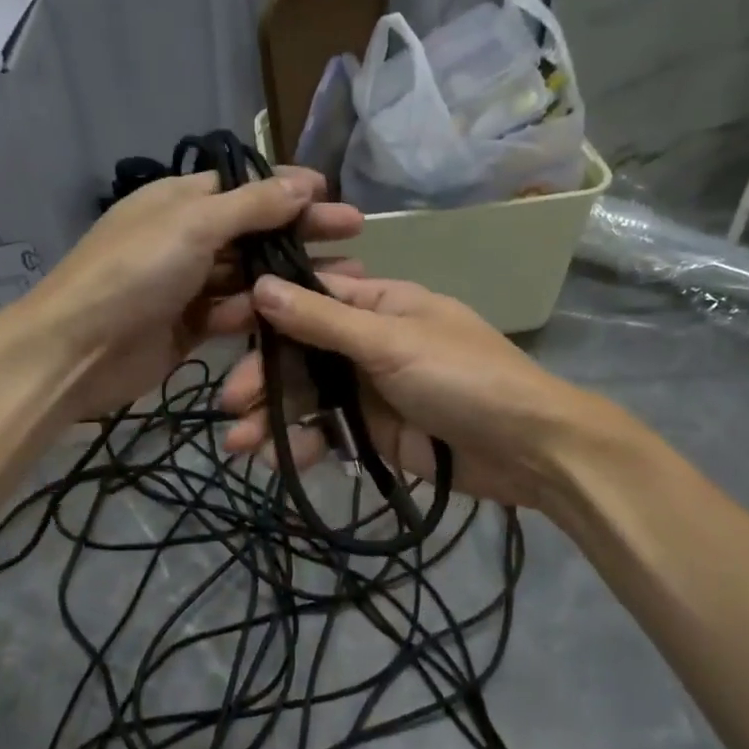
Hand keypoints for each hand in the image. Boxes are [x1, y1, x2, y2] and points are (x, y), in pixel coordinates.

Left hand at [13, 168, 362, 420]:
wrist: (76, 351)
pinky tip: (301, 312)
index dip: (288, 187)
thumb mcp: (192, 225)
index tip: (332, 193)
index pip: (245, 184)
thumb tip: (302, 184)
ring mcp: (189, 284)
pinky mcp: (192, 326)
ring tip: (346, 278)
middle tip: (355, 233)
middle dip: (302, 230)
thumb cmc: (133, 273)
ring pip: (251, 274)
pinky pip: (236, 312)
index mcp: (180, 199)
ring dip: (293, 274)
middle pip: (255, 229)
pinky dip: (263, 311)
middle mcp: (187, 236)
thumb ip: (251, 206)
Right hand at [219, 273, 606, 508]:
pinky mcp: (374, 434)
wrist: (529, 450)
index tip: (219, 326)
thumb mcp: (392, 343)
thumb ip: (324, 321)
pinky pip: (327, 434)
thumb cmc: (465, 378)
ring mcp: (369, 391)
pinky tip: (275, 462)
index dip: (263, 310)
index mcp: (378, 305)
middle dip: (263, 377)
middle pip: (300, 354)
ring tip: (238, 445)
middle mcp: (368, 343)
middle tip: (230, 404)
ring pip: (308, 398)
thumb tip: (260, 286)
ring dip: (273, 417)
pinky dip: (301, 446)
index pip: (308, 297)